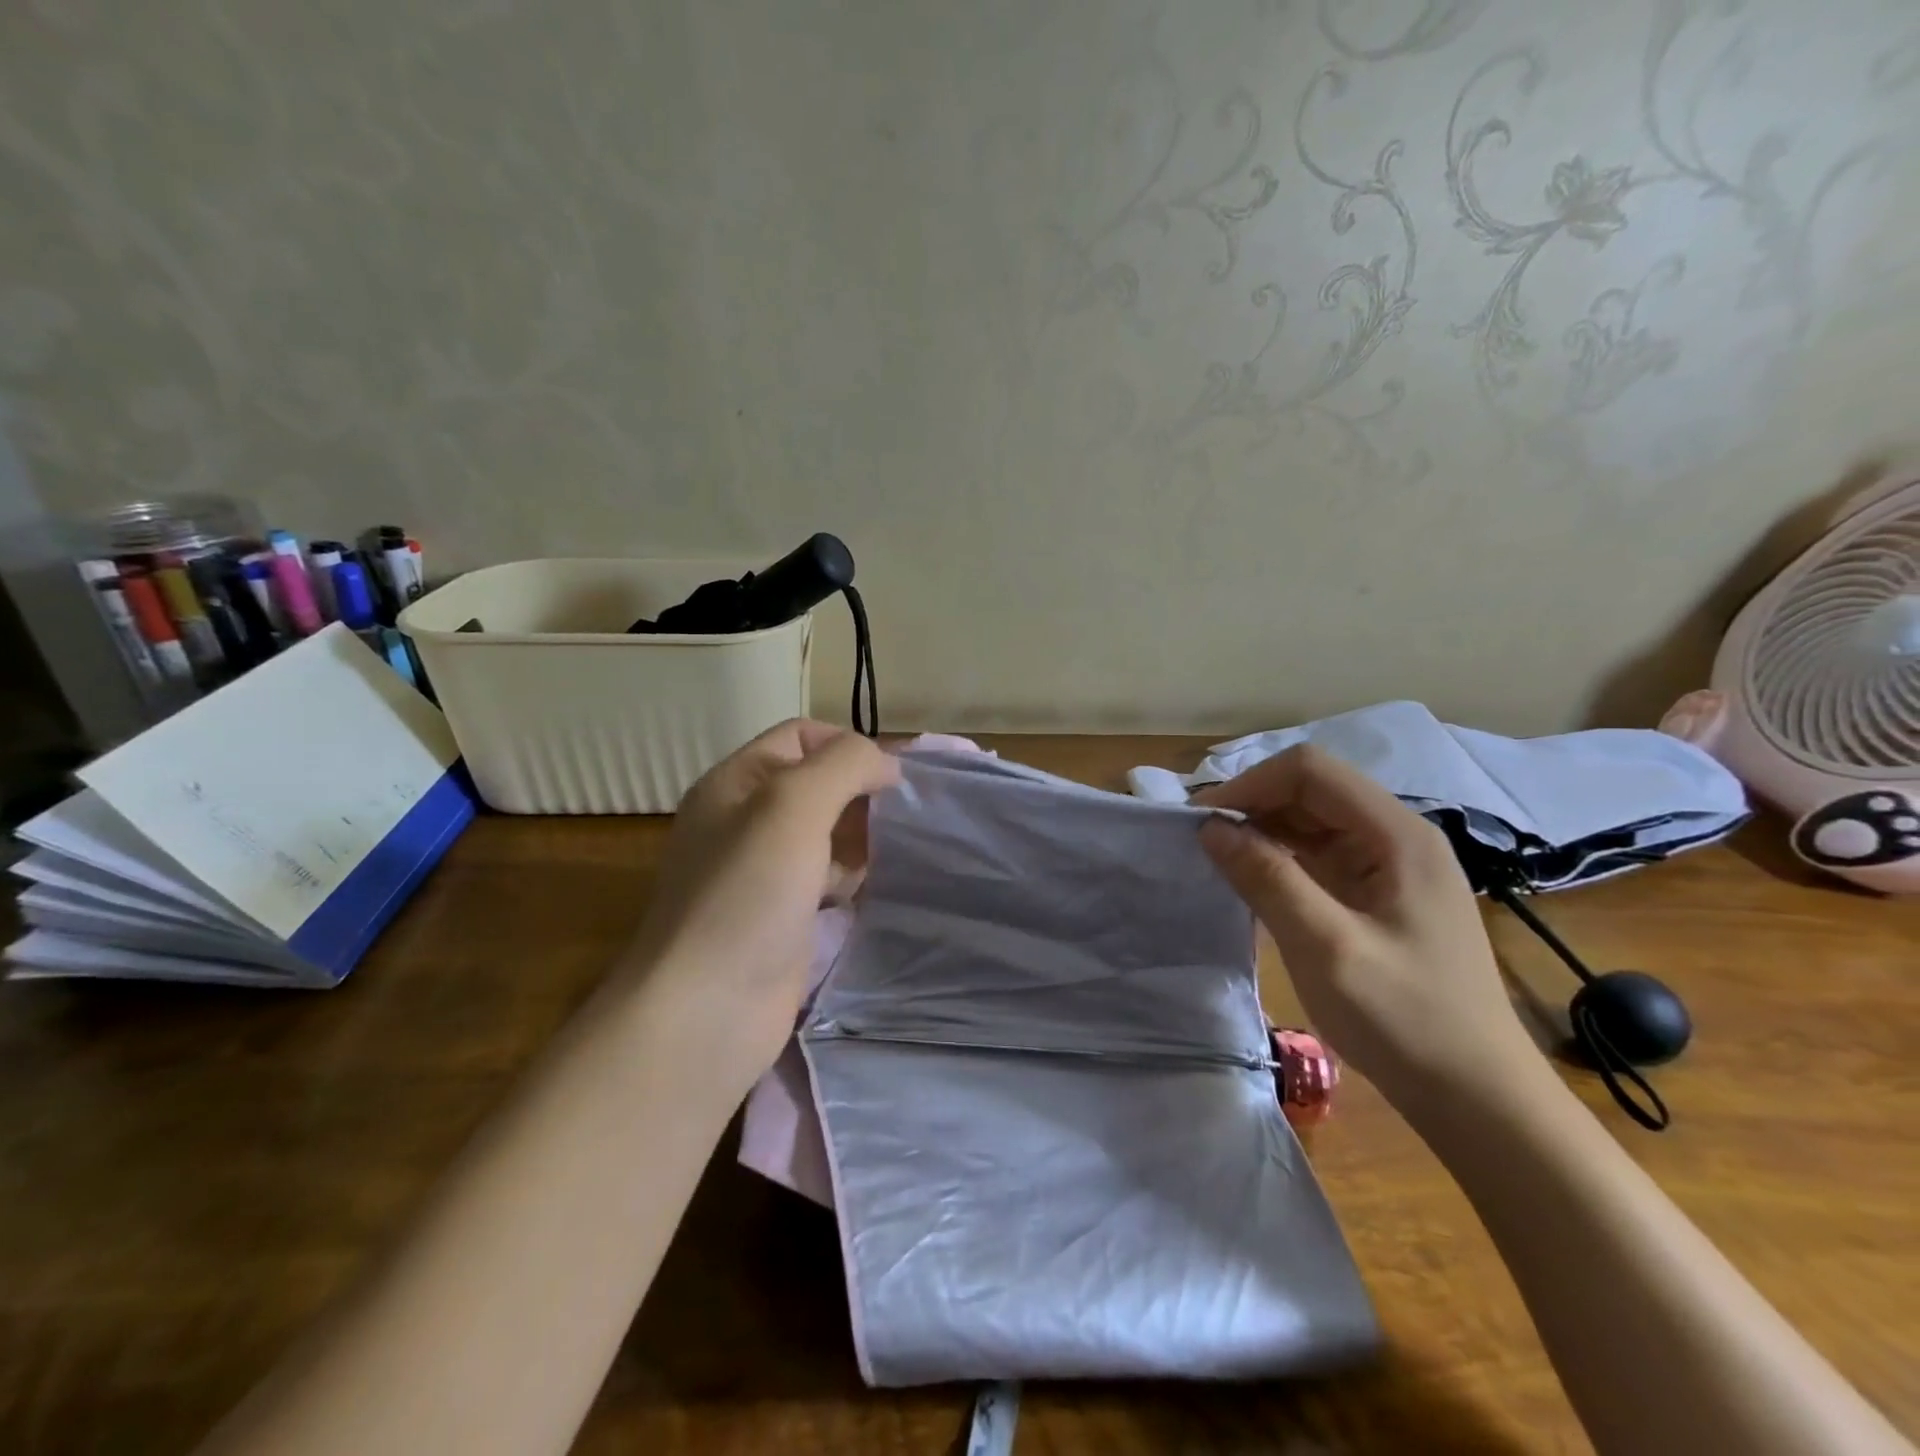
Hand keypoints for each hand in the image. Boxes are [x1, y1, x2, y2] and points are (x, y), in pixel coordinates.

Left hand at [631, 719, 900, 1070]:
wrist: (705, 1011)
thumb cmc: (747, 894)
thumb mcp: (793, 805)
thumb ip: (844, 765)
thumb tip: (886, 765)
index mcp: (735, 783)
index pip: (800, 736)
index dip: (848, 745)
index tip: (894, 777)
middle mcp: (743, 821)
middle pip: (815, 785)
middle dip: (860, 792)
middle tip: (903, 817)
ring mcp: (761, 874)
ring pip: (824, 835)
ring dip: (862, 837)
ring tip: (899, 850)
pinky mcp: (780, 919)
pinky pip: (824, 882)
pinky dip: (852, 879)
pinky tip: (877, 890)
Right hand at [1195, 744, 1535, 1104]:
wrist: (1476, 1097)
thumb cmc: (1405, 1020)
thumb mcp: (1325, 947)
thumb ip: (1267, 878)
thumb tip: (1210, 827)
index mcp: (1397, 835)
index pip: (1311, 771)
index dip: (1251, 784)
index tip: (1204, 821)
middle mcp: (1397, 836)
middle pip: (1312, 789)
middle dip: (1253, 805)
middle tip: (1202, 842)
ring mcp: (1390, 866)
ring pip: (1312, 820)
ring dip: (1263, 830)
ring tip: (1218, 860)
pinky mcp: (1380, 894)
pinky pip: (1320, 854)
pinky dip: (1280, 858)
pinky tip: (1253, 882)